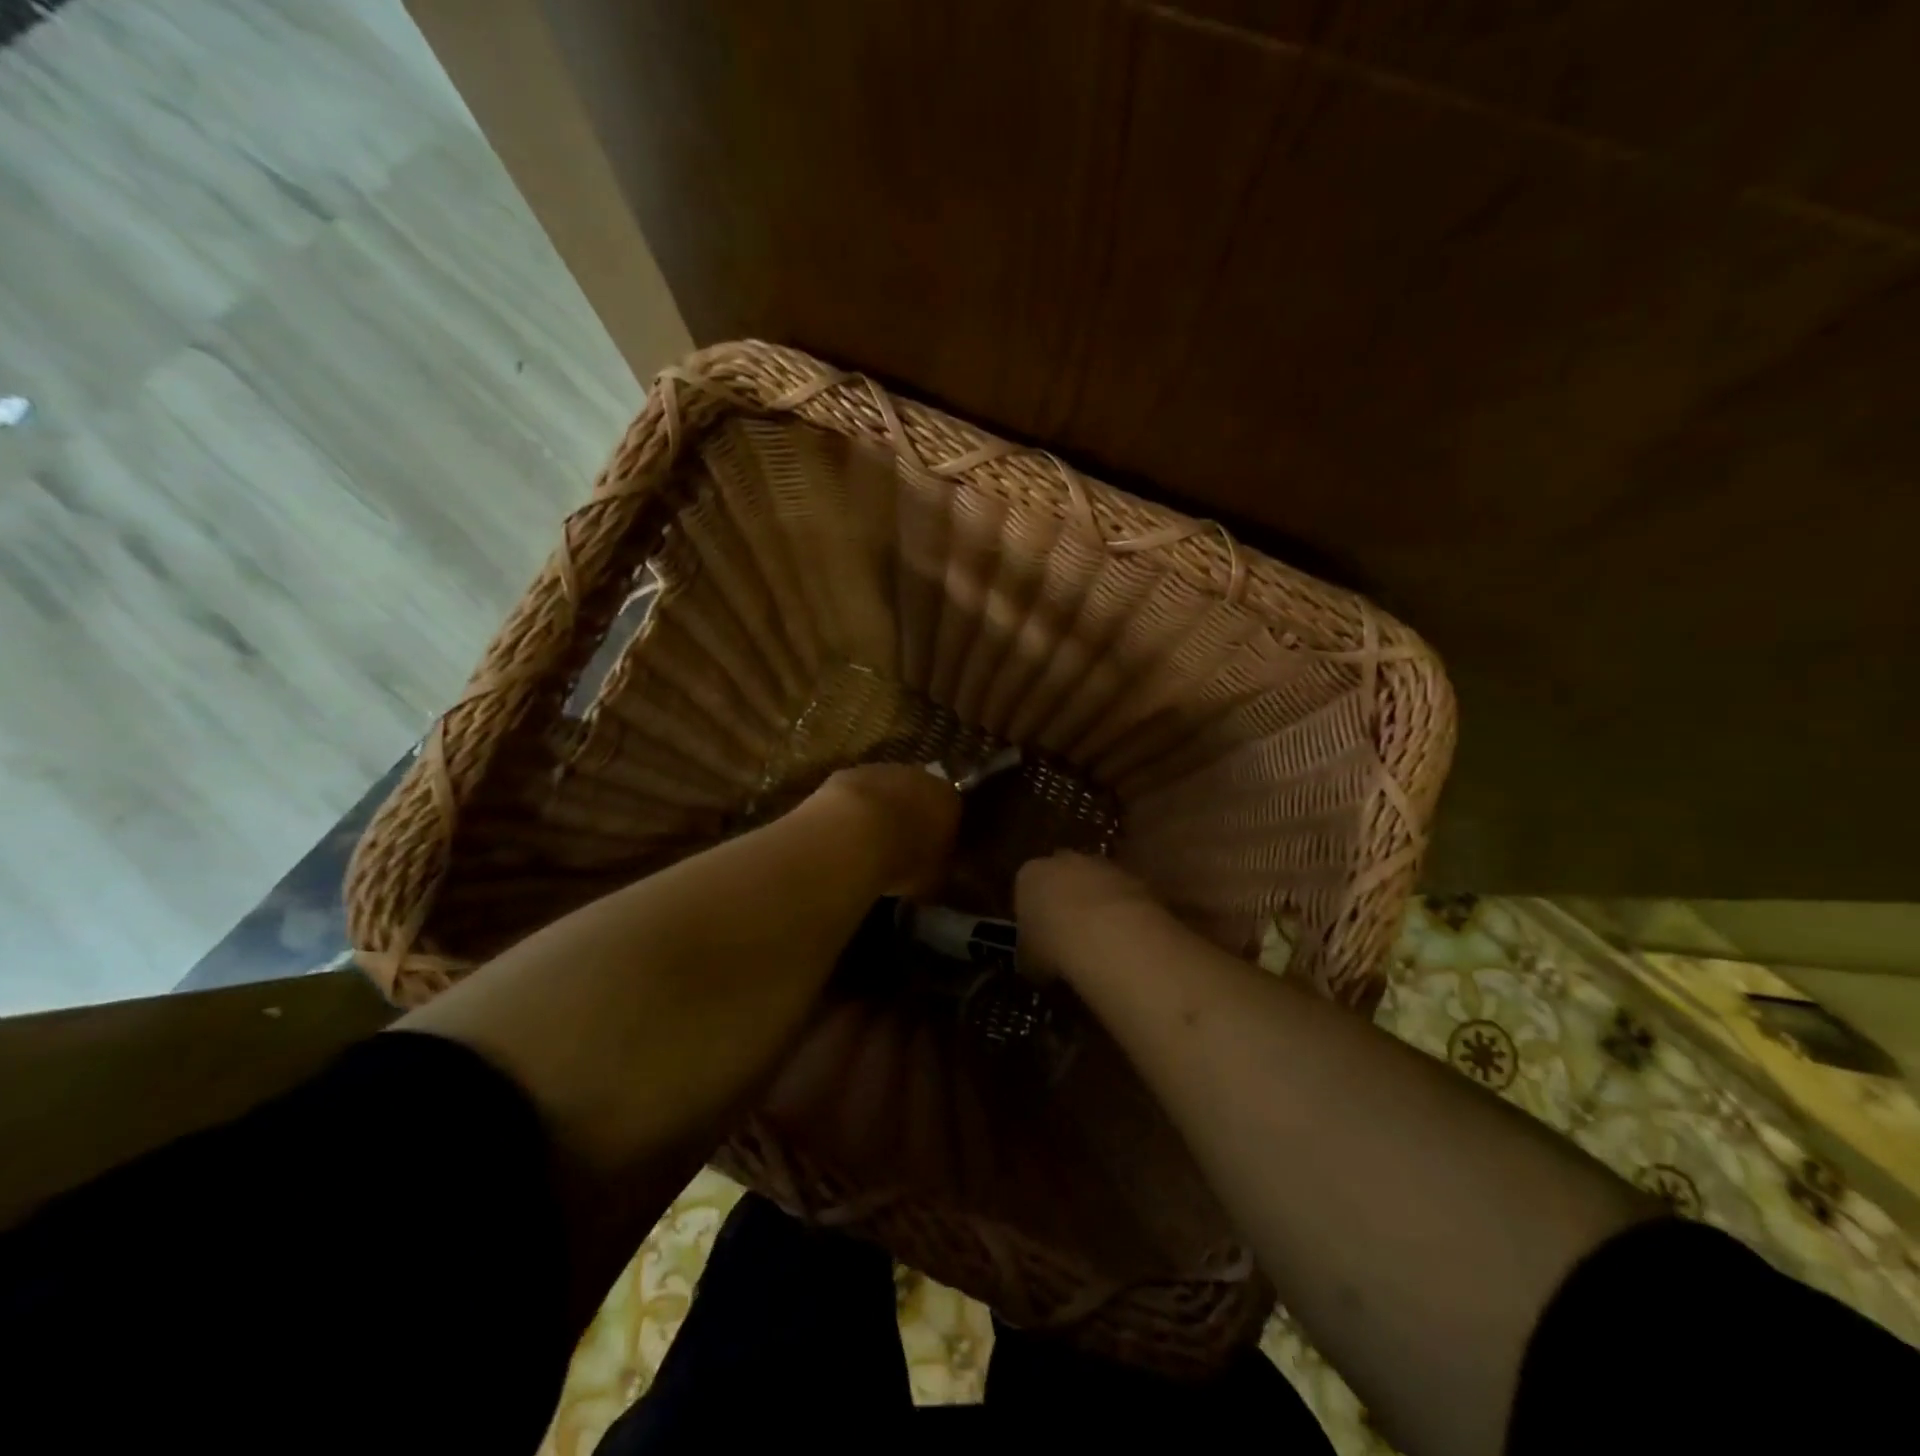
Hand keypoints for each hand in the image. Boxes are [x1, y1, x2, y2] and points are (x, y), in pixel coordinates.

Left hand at [806, 764, 961, 897]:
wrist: (854, 834)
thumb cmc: (903, 859)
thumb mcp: (931, 878)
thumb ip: (936, 869)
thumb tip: (934, 870)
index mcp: (949, 800)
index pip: (952, 812)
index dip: (941, 833)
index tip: (931, 853)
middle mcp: (920, 777)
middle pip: (919, 795)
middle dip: (911, 816)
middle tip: (900, 845)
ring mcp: (882, 771)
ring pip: (886, 790)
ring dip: (881, 810)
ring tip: (868, 841)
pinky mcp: (849, 773)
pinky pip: (856, 794)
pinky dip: (853, 810)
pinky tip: (844, 832)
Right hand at [1014, 851, 1163, 981]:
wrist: (1110, 937)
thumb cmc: (1055, 947)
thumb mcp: (1029, 961)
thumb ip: (1031, 954)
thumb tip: (1036, 962)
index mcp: (1030, 875)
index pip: (1026, 889)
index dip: (1033, 915)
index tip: (1039, 939)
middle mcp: (1064, 860)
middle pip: (1062, 879)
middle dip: (1065, 901)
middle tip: (1069, 937)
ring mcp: (1103, 866)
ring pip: (1096, 884)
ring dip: (1098, 906)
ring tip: (1101, 942)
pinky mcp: (1136, 878)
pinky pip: (1125, 896)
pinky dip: (1124, 913)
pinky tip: (1125, 941)